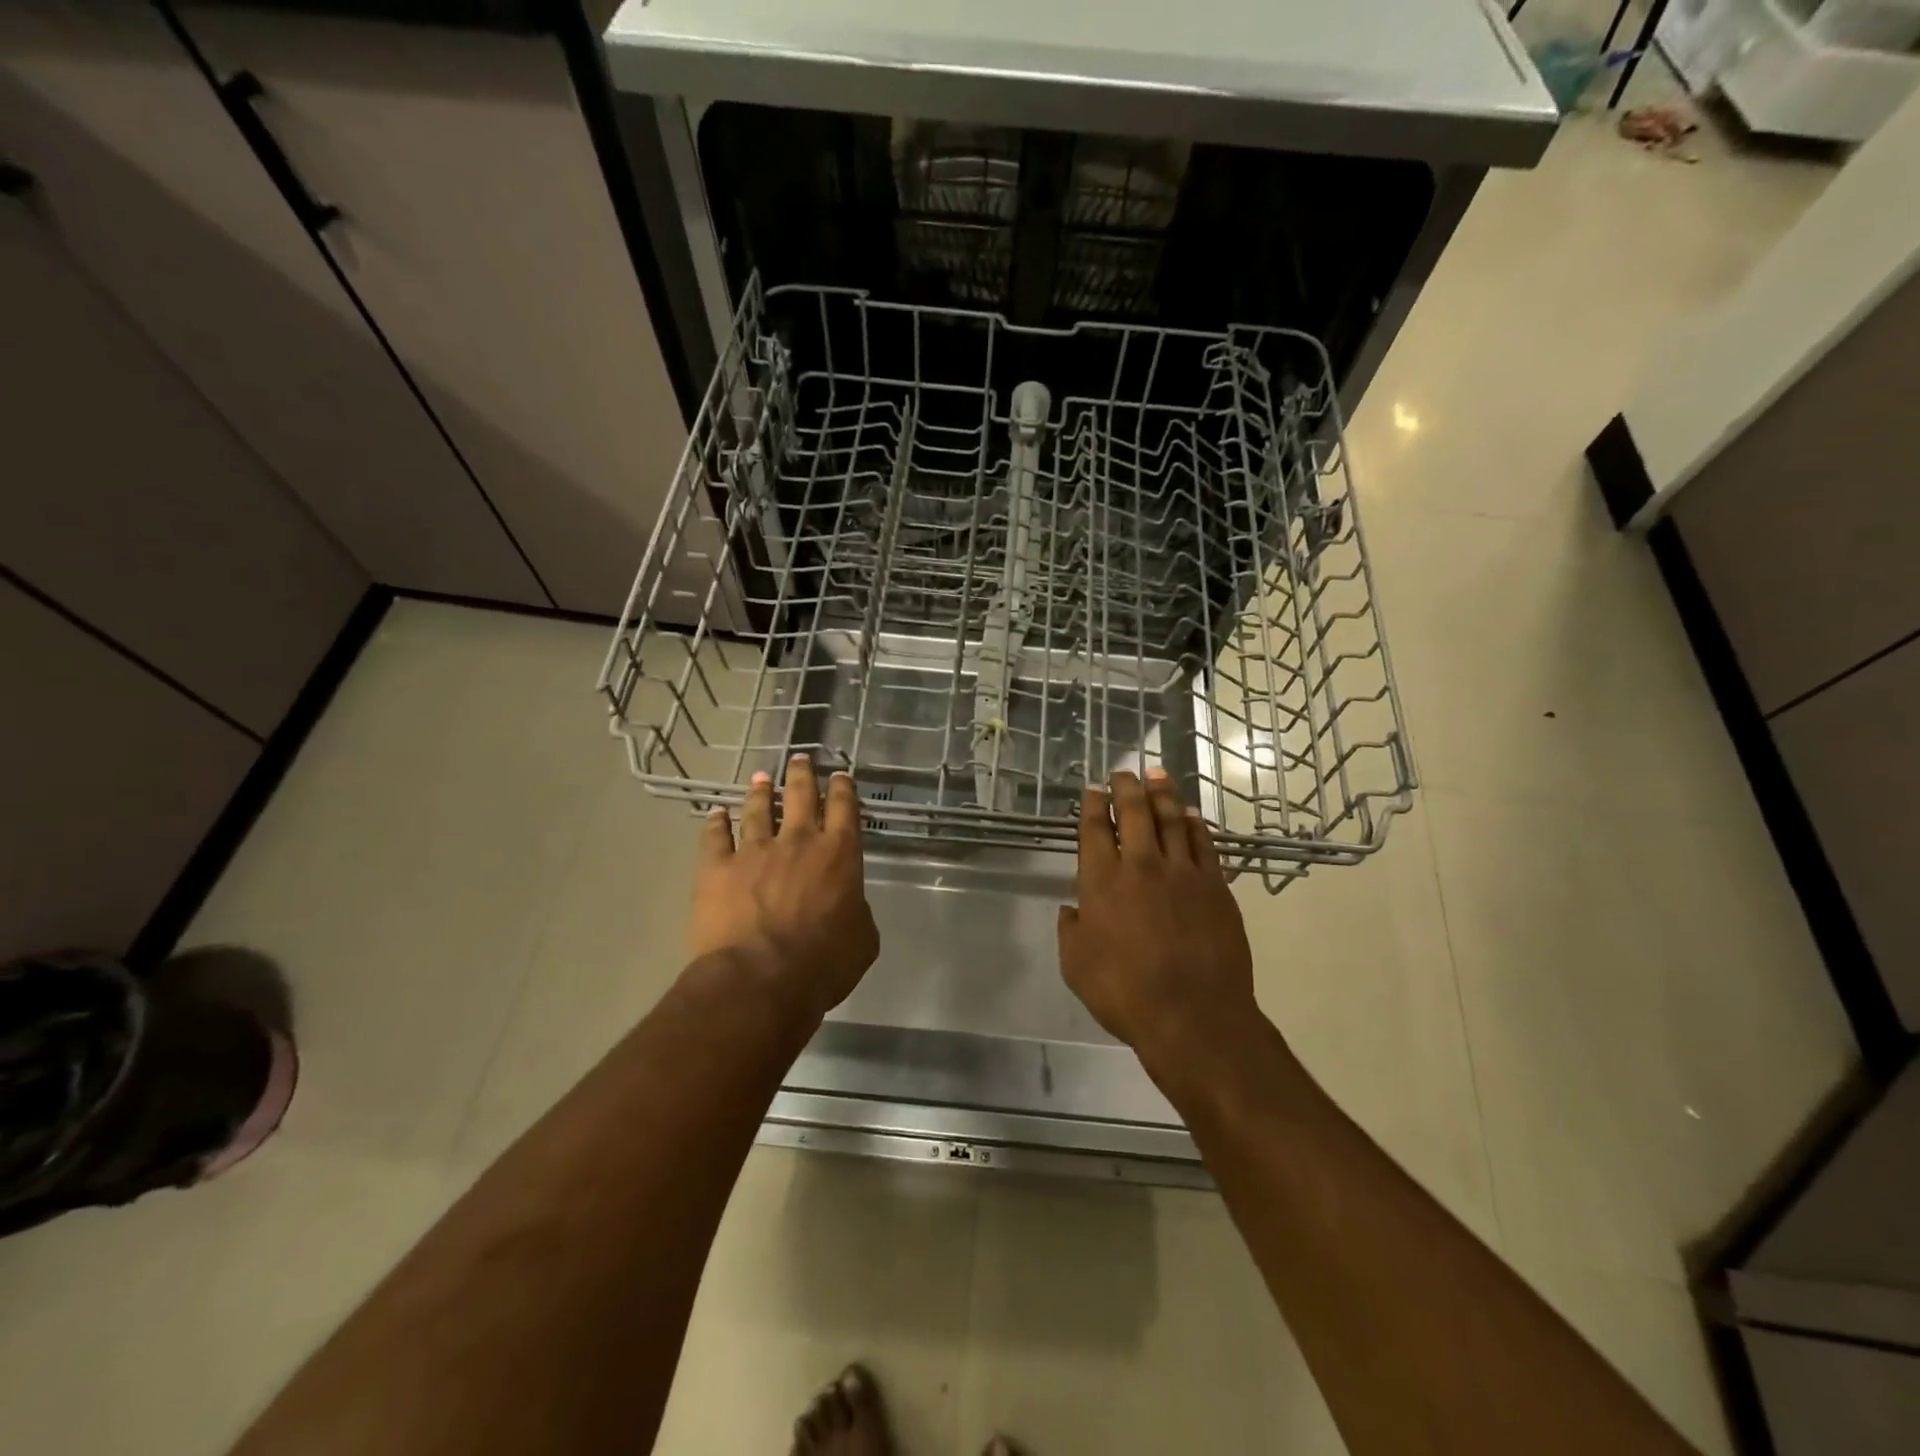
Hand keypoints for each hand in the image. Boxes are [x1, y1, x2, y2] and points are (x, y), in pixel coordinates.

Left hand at [690, 755, 879, 1024]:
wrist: (761, 978)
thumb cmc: (823, 963)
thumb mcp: (862, 939)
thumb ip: (856, 911)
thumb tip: (847, 904)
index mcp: (839, 854)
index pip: (845, 808)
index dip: (843, 788)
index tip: (840, 775)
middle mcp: (798, 841)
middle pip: (800, 795)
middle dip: (802, 774)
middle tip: (800, 758)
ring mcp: (754, 850)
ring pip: (758, 809)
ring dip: (760, 792)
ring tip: (760, 777)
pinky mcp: (717, 867)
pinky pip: (715, 836)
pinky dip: (716, 823)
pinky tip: (716, 814)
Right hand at [1058, 768, 1258, 1082]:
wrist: (1194, 1015)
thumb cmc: (1125, 993)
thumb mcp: (1076, 966)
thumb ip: (1071, 931)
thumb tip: (1071, 909)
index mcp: (1101, 882)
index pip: (1094, 829)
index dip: (1091, 805)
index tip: (1092, 789)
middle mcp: (1141, 865)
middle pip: (1133, 812)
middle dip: (1125, 787)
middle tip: (1123, 772)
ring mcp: (1182, 872)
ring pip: (1171, 819)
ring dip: (1161, 793)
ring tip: (1156, 773)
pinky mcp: (1215, 885)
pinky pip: (1203, 843)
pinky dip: (1194, 824)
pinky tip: (1189, 814)